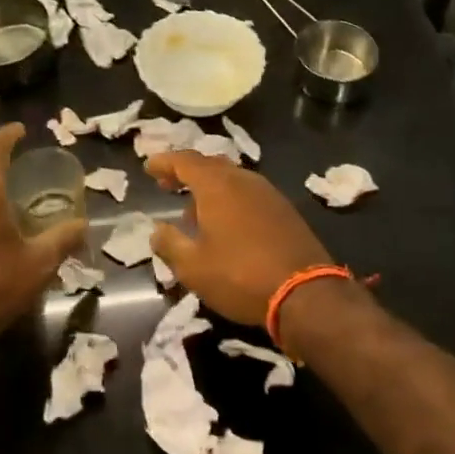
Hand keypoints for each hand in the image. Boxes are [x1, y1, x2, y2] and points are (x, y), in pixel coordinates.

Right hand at [145, 151, 337, 326]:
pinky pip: (248, 192)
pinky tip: (225, 223)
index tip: (149, 167)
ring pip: (231, 178)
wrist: (305, 292)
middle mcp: (243, 179)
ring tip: (193, 210)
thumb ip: (169, 244)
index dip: (164, 162)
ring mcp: (267, 192)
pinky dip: (230, 198)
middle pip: (209, 165)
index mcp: (217, 185)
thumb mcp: (193, 267)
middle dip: (186, 172)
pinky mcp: (284, 209)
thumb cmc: (240, 276)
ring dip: (209, 187)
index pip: (185, 161)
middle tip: (168, 184)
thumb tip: (156, 230)